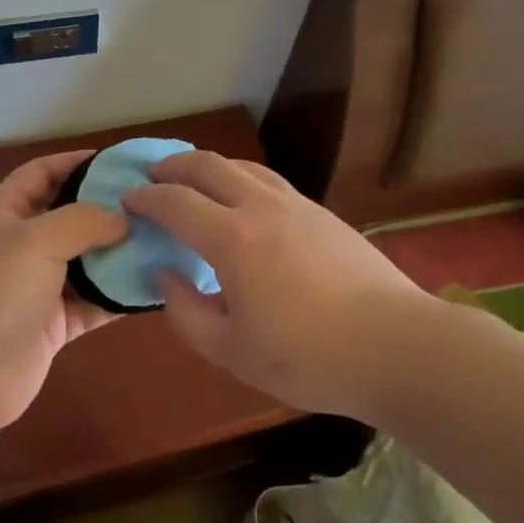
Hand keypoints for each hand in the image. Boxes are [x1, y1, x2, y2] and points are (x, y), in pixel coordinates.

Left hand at [0, 150, 126, 425]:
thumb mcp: (37, 241)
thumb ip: (83, 220)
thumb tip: (122, 219)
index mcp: (6, 213)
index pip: (41, 172)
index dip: (75, 161)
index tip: (117, 160)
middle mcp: (22, 244)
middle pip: (69, 215)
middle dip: (106, 207)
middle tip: (150, 201)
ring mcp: (38, 286)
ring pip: (86, 259)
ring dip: (118, 252)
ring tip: (159, 238)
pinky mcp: (54, 323)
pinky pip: (93, 301)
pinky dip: (117, 295)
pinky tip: (151, 286)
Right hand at [122, 152, 431, 418]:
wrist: (395, 345)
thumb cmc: (308, 357)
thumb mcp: (233, 353)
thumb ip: (187, 313)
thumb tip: (167, 274)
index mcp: (232, 239)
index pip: (175, 201)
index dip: (146, 197)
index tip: (128, 199)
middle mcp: (260, 206)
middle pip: (207, 165)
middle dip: (173, 165)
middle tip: (154, 176)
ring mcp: (295, 204)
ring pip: (242, 166)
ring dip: (210, 167)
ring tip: (195, 182)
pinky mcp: (321, 212)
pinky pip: (269, 180)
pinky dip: (241, 179)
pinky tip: (244, 202)